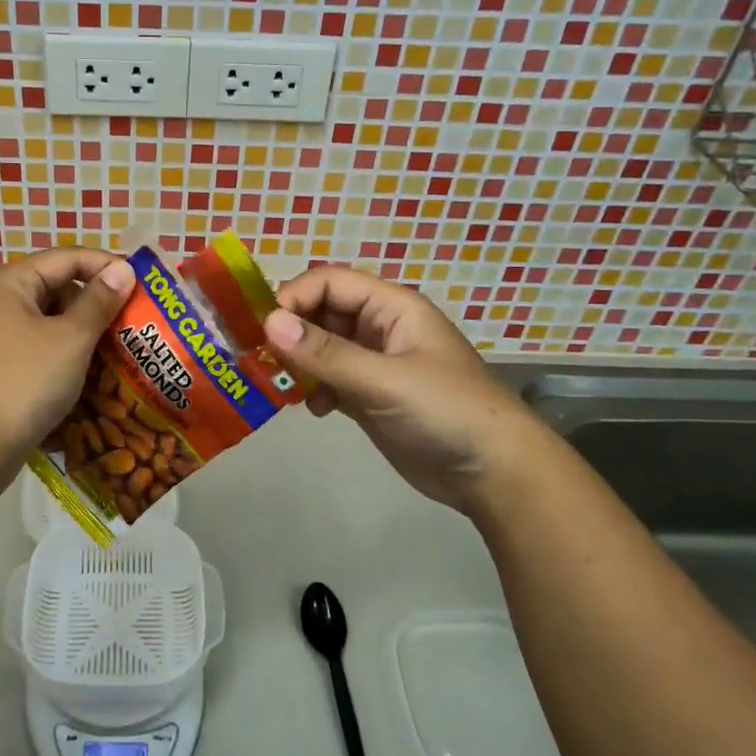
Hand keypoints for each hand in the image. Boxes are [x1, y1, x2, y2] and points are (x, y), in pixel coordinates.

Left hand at [0, 248, 134, 454]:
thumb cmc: (25, 381)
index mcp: (7, 282)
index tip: (142, 282)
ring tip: (117, 346)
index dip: (106, 265)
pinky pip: (33, 345)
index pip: (66, 258)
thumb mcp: (71, 338)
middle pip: (53, 286)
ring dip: (80, 329)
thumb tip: (123, 269)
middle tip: (132, 318)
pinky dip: (61, 351)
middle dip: (94, 300)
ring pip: (45, 319)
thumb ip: (99, 301)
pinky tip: (87, 370)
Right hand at [265, 266, 534, 512]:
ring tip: (283, 386)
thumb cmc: (446, 411)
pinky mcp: (370, 396)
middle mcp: (380, 327)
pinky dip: (315, 388)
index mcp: (391, 307)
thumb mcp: (384, 379)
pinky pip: (329, 378)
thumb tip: (268, 323)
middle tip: (261, 358)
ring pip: (321, 347)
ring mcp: (375, 363)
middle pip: (321, 312)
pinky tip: (316, 410)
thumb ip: (325, 352)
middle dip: (291, 331)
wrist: (494, 474)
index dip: (294, 298)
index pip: (329, 282)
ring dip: (299, 362)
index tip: (263, 330)